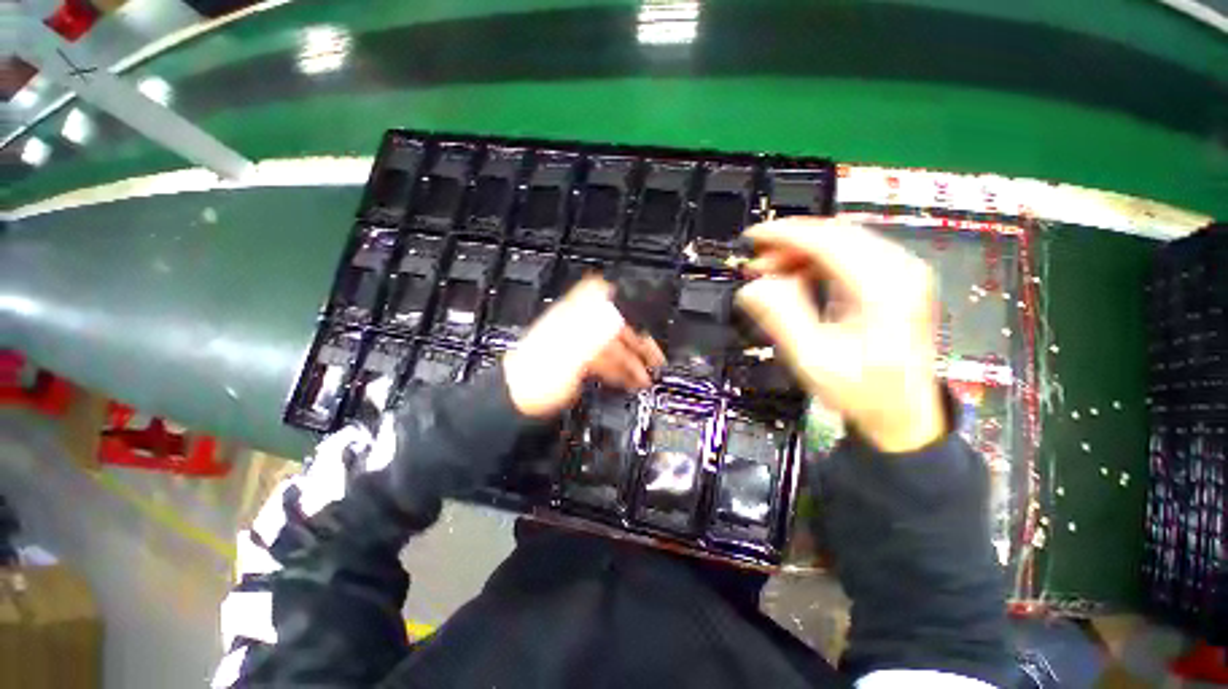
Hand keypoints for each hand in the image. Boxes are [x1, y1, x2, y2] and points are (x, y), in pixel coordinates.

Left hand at [503, 277, 664, 418]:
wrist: (515, 399)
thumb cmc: (536, 375)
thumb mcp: (568, 353)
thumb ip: (596, 333)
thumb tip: (619, 318)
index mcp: (573, 317)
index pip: (605, 298)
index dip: (627, 302)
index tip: (646, 315)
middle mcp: (577, 326)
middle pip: (613, 327)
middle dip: (637, 341)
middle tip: (656, 357)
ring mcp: (577, 345)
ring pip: (611, 347)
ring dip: (630, 362)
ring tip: (646, 377)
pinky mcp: (577, 363)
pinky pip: (604, 362)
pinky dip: (618, 370)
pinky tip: (629, 380)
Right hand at [735, 218, 944, 452]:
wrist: (900, 412)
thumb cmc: (861, 392)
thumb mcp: (813, 359)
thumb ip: (781, 317)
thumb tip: (753, 287)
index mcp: (884, 288)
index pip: (827, 241)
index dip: (784, 235)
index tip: (752, 238)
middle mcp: (900, 271)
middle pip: (836, 235)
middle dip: (789, 244)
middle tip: (756, 263)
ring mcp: (901, 274)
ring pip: (841, 241)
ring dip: (801, 252)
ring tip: (771, 273)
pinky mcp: (894, 281)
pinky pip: (849, 255)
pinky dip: (816, 261)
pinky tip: (798, 278)